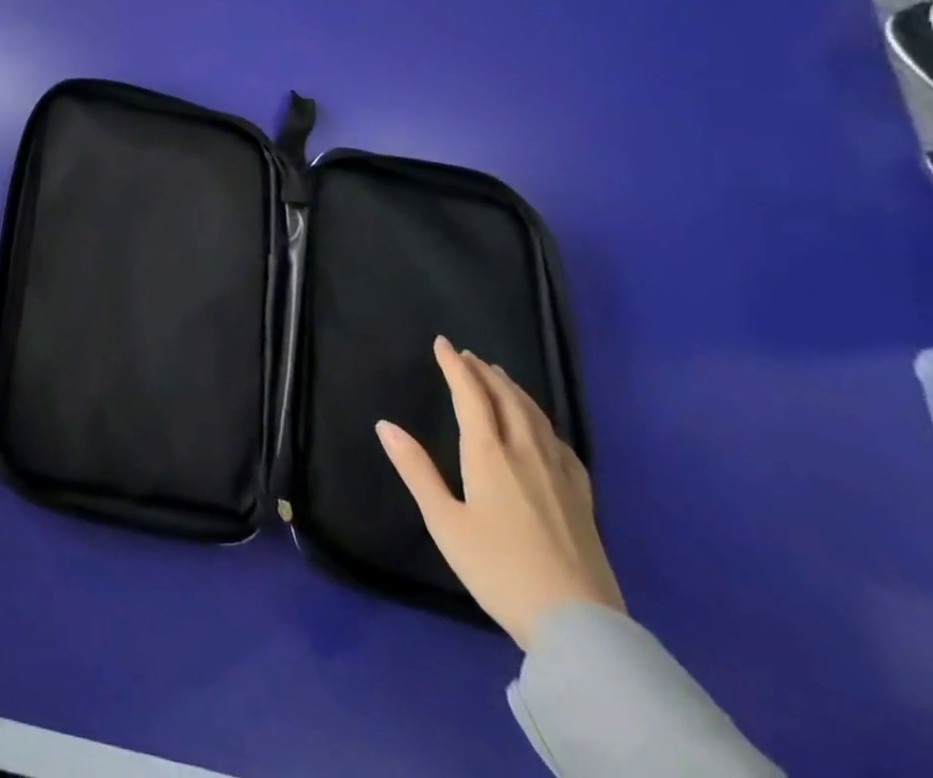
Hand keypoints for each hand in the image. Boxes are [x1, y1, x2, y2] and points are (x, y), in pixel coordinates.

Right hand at [376, 335, 622, 648]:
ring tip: (501, 378)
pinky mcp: (582, 500)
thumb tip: (385, 425)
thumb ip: (416, 470)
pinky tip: (543, 430)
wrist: (578, 624)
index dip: (455, 367)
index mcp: (489, 455)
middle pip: (507, 400)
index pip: (471, 395)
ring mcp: (560, 476)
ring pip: (537, 418)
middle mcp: (526, 454)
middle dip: (485, 373)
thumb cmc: (498, 569)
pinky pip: (561, 445)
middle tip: (469, 355)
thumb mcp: (444, 521)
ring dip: (515, 391)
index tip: (442, 343)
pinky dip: (544, 423)